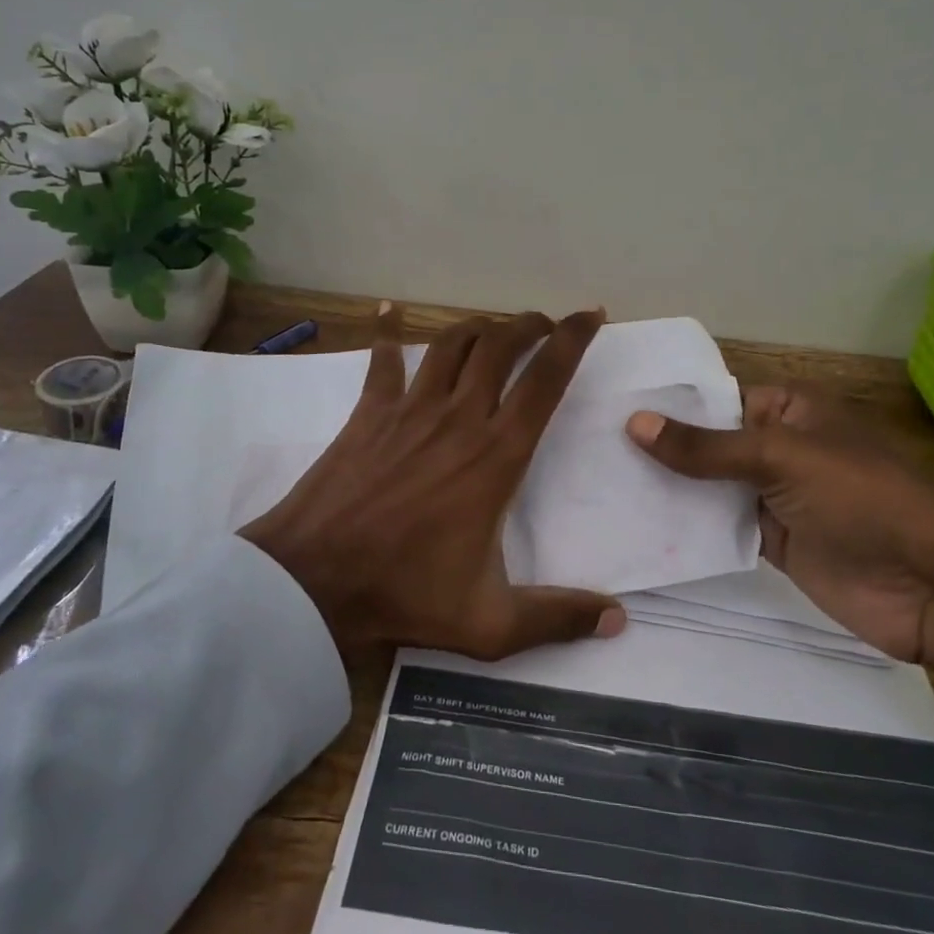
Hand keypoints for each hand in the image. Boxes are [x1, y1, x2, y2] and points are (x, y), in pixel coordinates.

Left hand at [242, 302, 627, 660]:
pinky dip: (387, 331)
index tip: (591, 315)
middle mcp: (460, 417)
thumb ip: (557, 617)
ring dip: (479, 326)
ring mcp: (410, 409)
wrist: (315, 580)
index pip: (546, 380)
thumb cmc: (406, 593)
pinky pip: (383, 360)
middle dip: (529, 325)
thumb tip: (618, 621)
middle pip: (501, 346)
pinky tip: (387, 310)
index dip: (573, 340)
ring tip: (495, 327)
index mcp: (497, 456)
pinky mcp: (370, 412)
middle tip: (545, 323)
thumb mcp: (492, 623)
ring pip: (452, 344)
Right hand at [625, 386, 933, 661]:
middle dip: (663, 447)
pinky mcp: (773, 540)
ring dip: (671, 487)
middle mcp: (780, 447)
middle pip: (711, 443)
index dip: (672, 405)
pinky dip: (690, 525)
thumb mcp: (780, 458)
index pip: (719, 399)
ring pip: (712, 485)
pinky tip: (642, 523)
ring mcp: (776, 495)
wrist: (926, 588)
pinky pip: (722, 524)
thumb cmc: (860, 498)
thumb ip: (706, 447)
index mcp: (792, 410)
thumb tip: (635, 422)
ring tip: (605, 482)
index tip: (613, 408)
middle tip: (596, 446)